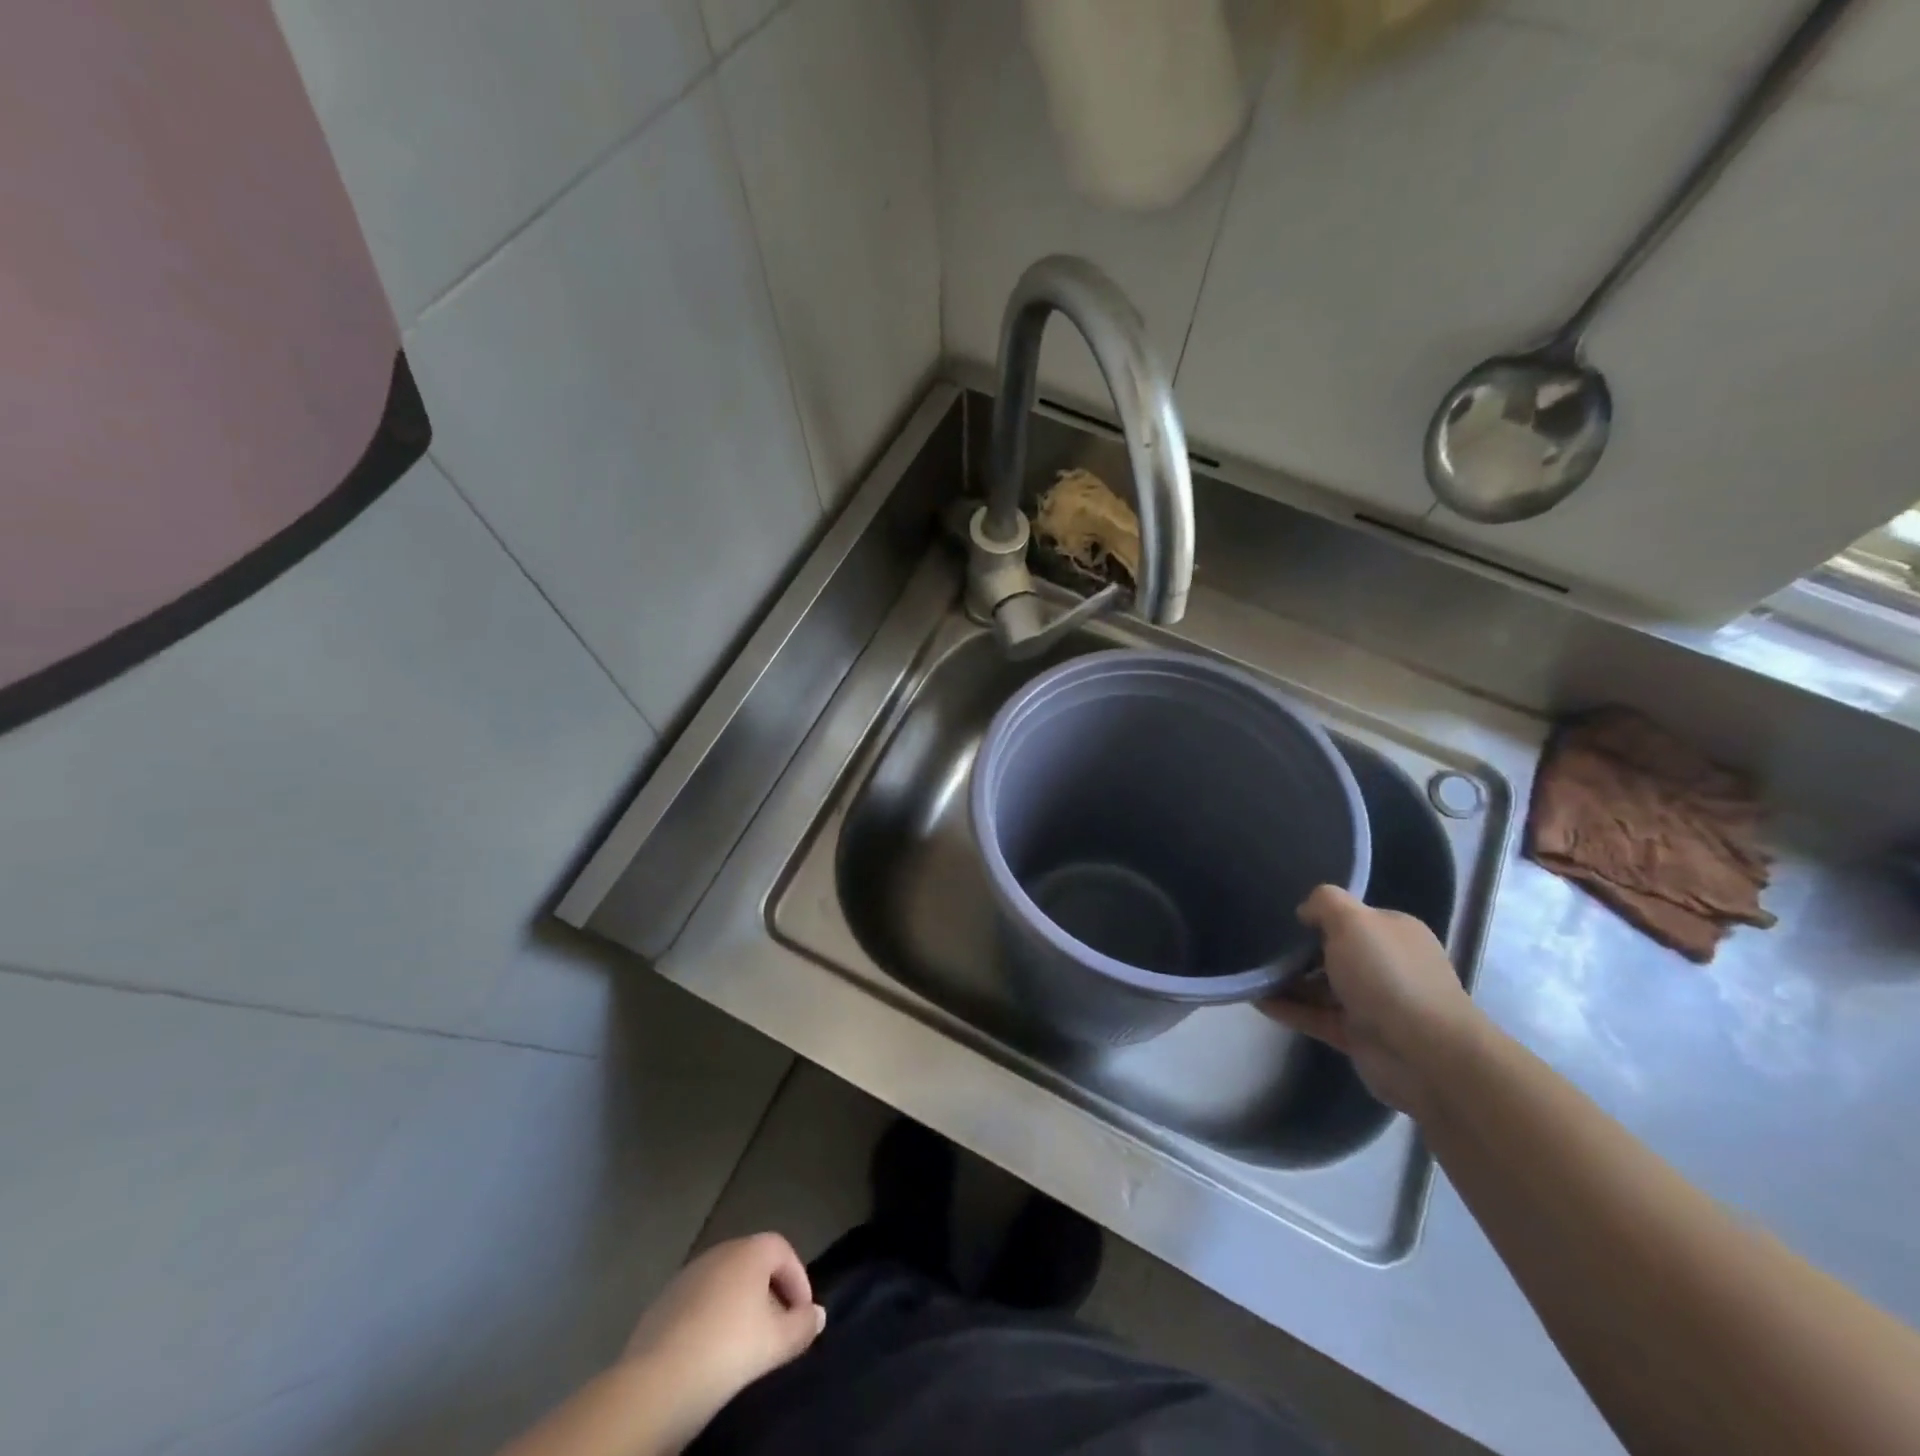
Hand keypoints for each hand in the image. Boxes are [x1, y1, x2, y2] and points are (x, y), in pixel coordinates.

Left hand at [619, 1234, 824, 1441]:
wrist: (657, 1383)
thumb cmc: (729, 1351)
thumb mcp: (776, 1343)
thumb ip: (803, 1326)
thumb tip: (818, 1314)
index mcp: (749, 1250)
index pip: (783, 1251)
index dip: (798, 1280)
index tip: (803, 1316)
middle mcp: (719, 1251)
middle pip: (754, 1264)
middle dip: (770, 1293)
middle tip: (778, 1330)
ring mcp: (687, 1274)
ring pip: (725, 1283)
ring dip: (739, 1306)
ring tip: (745, 1345)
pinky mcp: (663, 1301)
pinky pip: (700, 1302)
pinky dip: (712, 1318)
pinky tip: (711, 1352)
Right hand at [1262, 885, 1484, 1114]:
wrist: (1425, 1055)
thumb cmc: (1388, 976)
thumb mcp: (1353, 920)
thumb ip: (1325, 903)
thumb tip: (1306, 911)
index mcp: (1393, 933)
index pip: (1352, 917)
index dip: (1319, 915)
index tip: (1282, 917)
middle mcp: (1386, 965)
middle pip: (1334, 952)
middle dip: (1298, 949)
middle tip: (1258, 943)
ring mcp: (1372, 1003)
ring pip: (1321, 986)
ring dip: (1287, 981)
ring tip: (1247, 971)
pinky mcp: (1356, 1036)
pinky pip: (1314, 1016)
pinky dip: (1287, 1008)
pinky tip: (1254, 999)